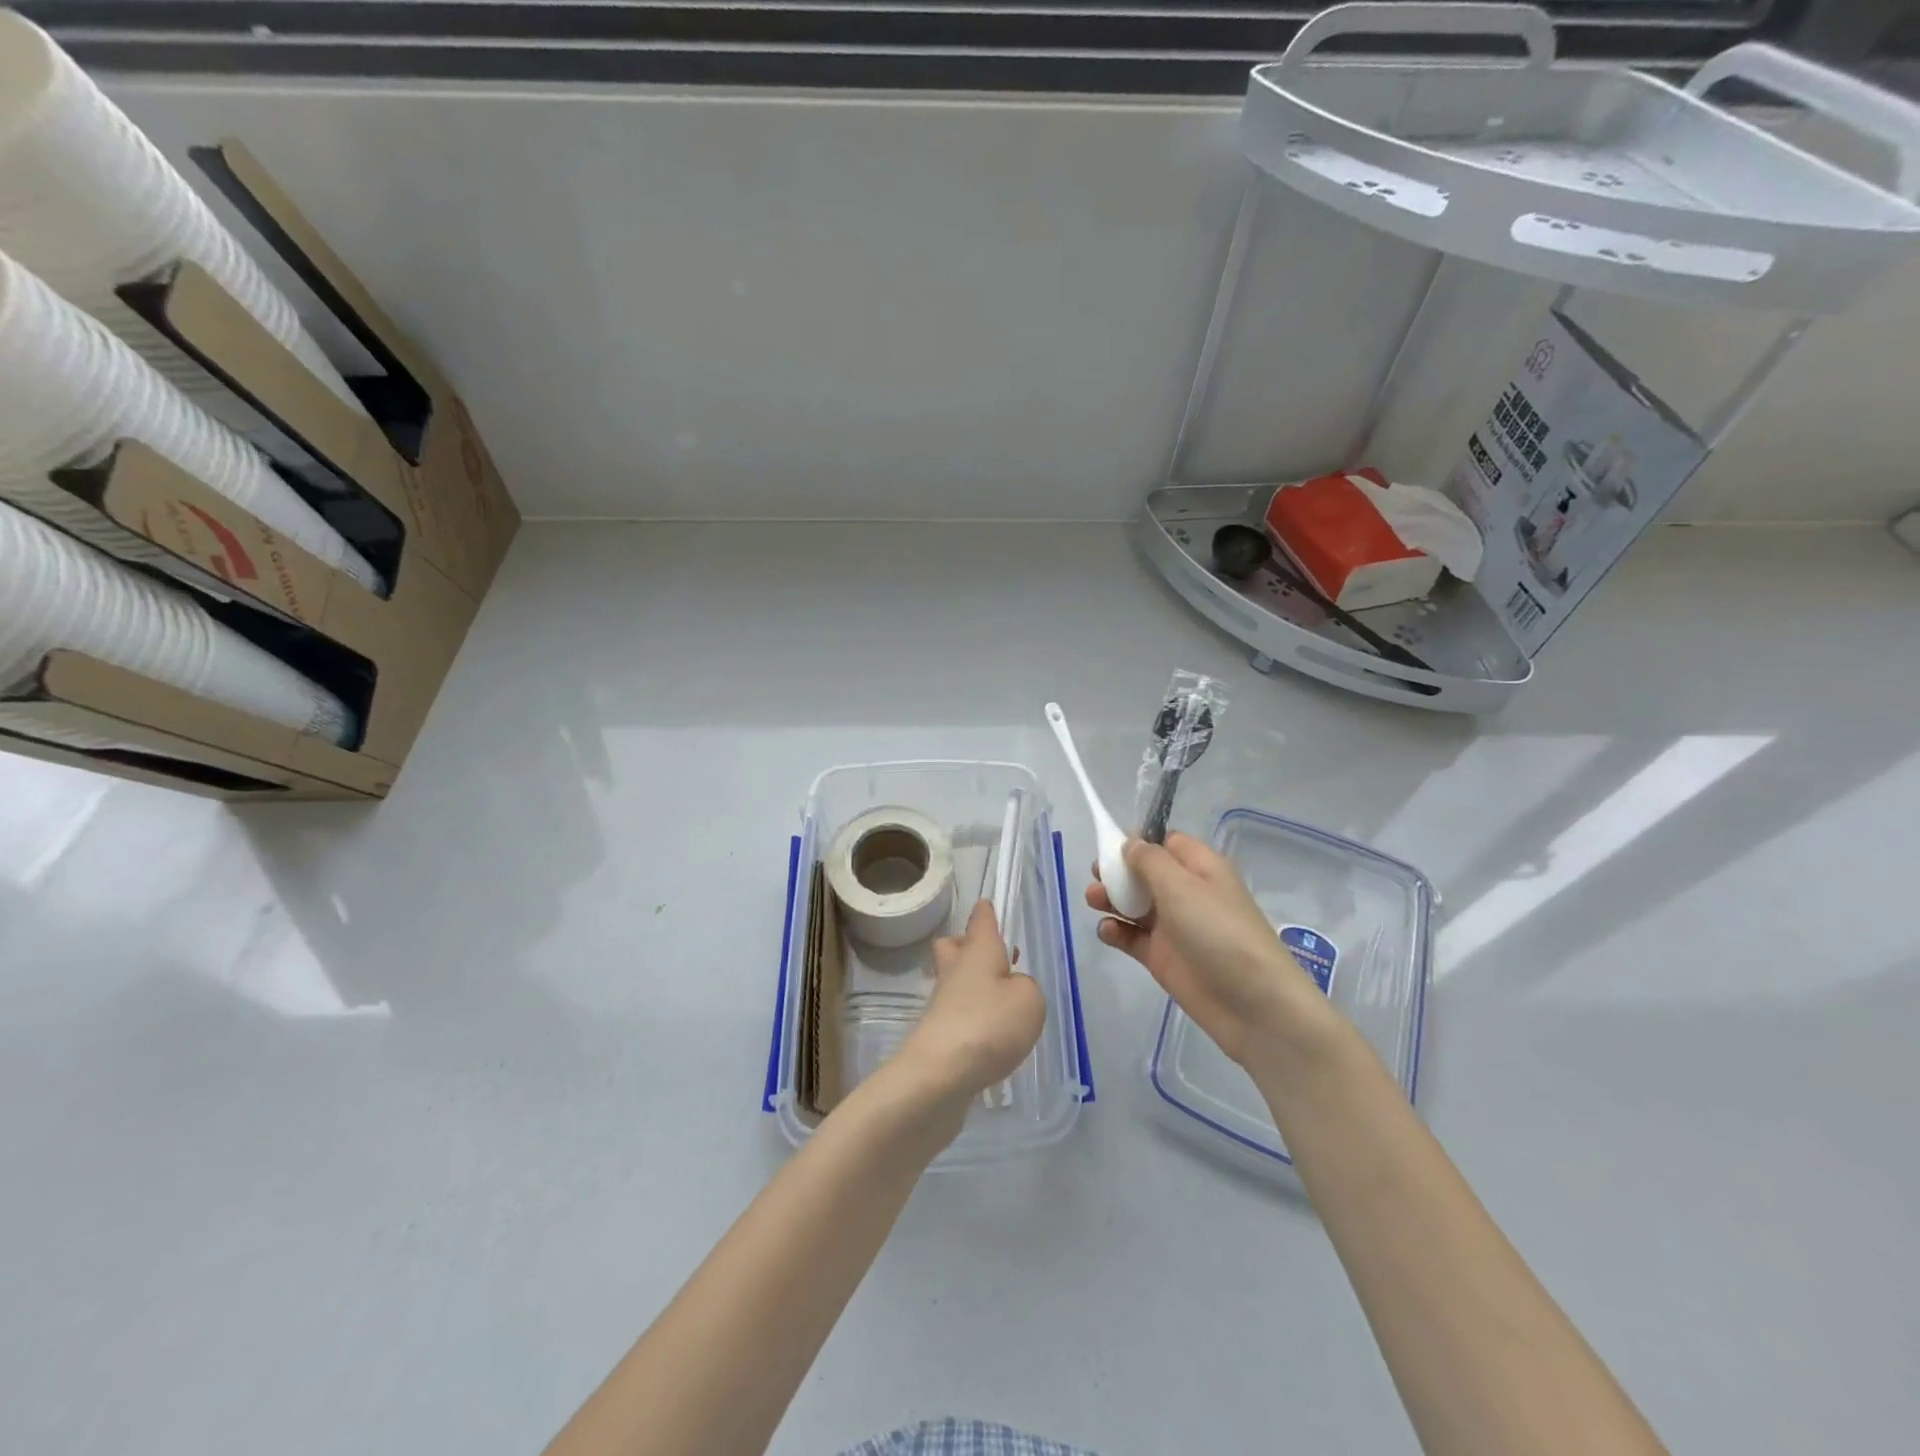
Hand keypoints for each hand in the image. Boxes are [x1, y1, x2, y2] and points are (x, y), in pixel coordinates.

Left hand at [898, 900, 1046, 1101]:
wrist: (939, 1075)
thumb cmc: (989, 1024)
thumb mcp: (1029, 1000)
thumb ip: (1026, 987)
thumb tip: (1011, 988)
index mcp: (978, 950)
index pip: (981, 920)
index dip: (987, 913)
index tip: (987, 907)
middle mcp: (956, 970)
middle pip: (954, 947)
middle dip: (968, 947)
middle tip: (994, 960)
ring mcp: (942, 1003)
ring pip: (954, 981)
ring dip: (973, 987)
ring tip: (1003, 1005)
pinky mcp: (938, 1035)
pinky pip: (956, 1015)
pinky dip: (971, 1019)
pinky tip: (991, 1038)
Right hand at [1088, 833, 1335, 1067]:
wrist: (1253, 1005)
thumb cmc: (1219, 932)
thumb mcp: (1182, 886)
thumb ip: (1149, 861)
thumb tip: (1131, 843)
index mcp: (1200, 868)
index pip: (1167, 843)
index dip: (1139, 842)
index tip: (1110, 846)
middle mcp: (1187, 893)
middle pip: (1145, 873)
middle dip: (1118, 871)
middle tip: (1097, 874)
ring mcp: (1174, 927)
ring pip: (1134, 905)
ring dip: (1111, 899)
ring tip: (1093, 901)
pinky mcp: (1163, 957)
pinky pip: (1132, 937)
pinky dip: (1116, 932)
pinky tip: (1106, 931)